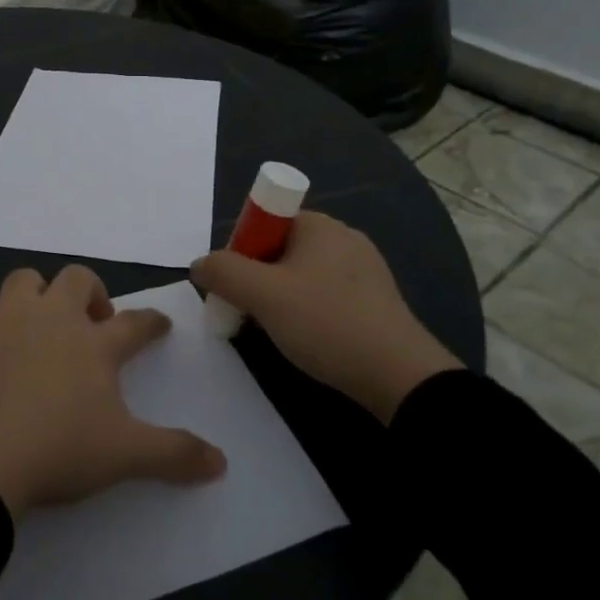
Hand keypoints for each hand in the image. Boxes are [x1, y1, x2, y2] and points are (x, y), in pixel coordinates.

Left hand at [0, 266, 226, 518]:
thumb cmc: (58, 452)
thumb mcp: (125, 457)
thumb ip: (174, 454)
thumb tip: (221, 462)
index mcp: (93, 344)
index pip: (134, 323)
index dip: (151, 323)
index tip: (159, 324)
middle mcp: (50, 320)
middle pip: (77, 280)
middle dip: (91, 292)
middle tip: (93, 322)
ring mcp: (2, 323)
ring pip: (23, 282)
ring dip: (35, 296)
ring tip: (37, 327)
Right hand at [190, 212, 460, 418]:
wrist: (399, 376)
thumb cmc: (326, 323)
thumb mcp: (263, 295)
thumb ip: (223, 272)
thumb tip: (199, 265)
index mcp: (319, 225)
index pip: (263, 223)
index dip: (241, 251)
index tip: (235, 287)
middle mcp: (343, 237)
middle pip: (279, 249)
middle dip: (256, 279)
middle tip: (247, 314)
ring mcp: (364, 269)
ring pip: (301, 276)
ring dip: (279, 299)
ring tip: (274, 332)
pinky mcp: (375, 300)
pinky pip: (325, 295)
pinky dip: (307, 312)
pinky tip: (306, 340)